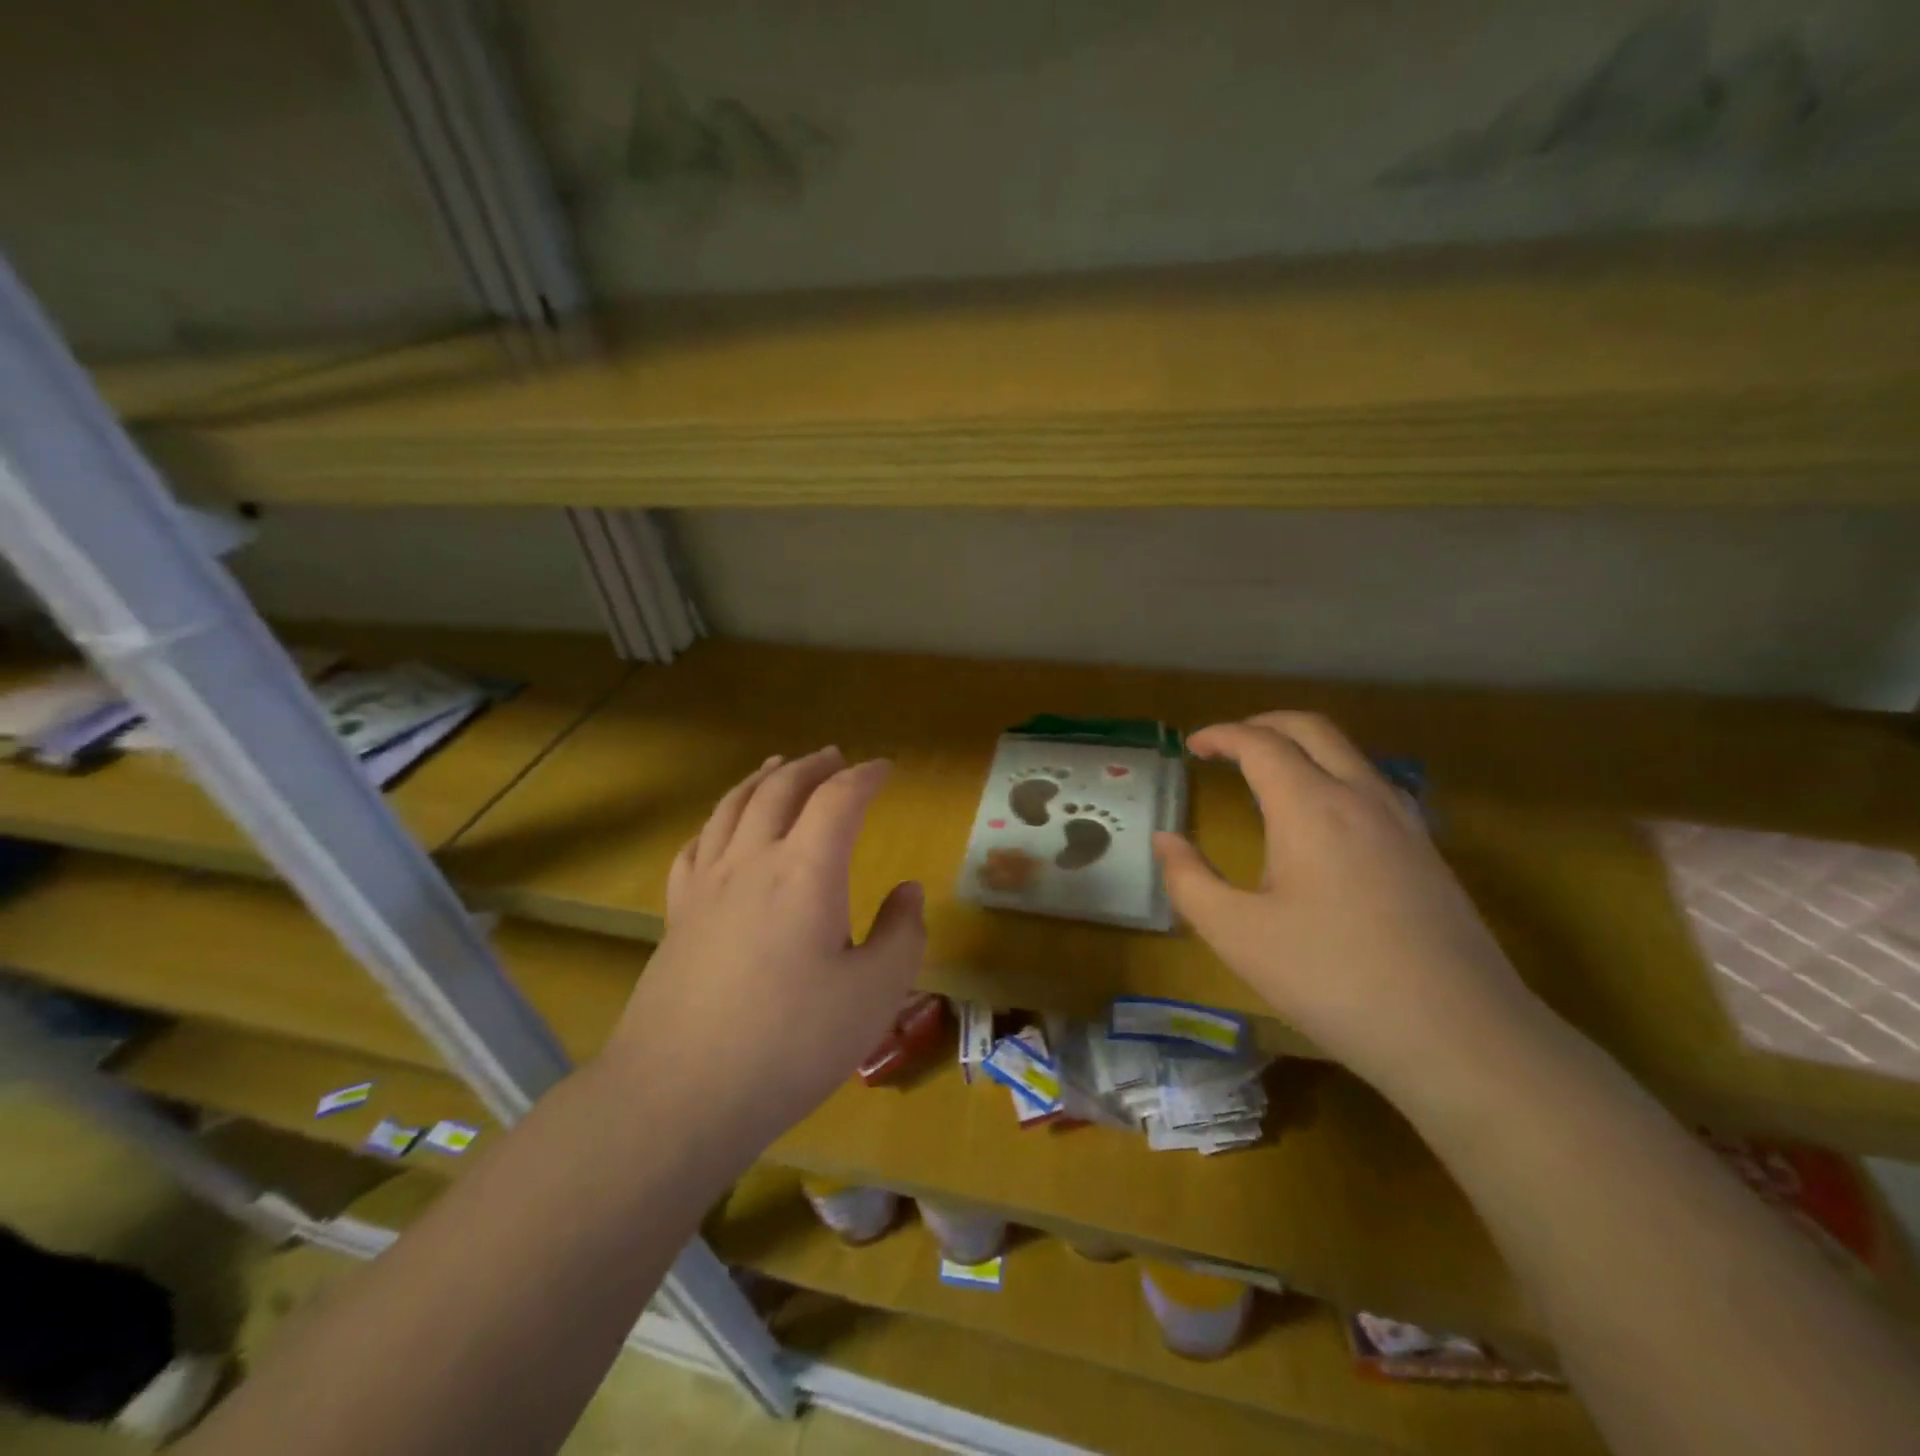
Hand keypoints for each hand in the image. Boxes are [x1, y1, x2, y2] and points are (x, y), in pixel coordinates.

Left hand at [606, 747, 925, 1146]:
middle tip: (834, 756)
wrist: (680, 1094)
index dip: (865, 776)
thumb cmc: (791, 1043)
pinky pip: (696, 846)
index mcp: (806, 870)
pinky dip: (717, 821)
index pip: (838, 799)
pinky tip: (720, 828)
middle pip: (780, 788)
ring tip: (778, 765)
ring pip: (733, 806)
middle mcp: (752, 861)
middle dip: (812, 765)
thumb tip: (906, 890)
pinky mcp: (678, 915)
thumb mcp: (874, 994)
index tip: (885, 769)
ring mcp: (706, 885)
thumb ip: (901, 934)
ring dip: (762, 778)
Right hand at [1152, 713, 1541, 1096]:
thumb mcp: (1238, 936)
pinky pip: (1373, 784)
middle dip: (1263, 723)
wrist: (1460, 1035)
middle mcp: (1361, 796)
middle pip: (1312, 728)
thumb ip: (1189, 881)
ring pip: (1349, 753)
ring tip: (1269, 773)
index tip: (1192, 746)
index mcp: (1311, 807)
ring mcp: (1404, 821)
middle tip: (1228, 744)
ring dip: (1302, 746)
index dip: (1221, 736)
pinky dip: (1334, 774)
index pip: (1260, 743)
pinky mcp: (1427, 850)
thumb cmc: (1333, 979)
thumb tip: (1165, 840)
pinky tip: (1323, 819)